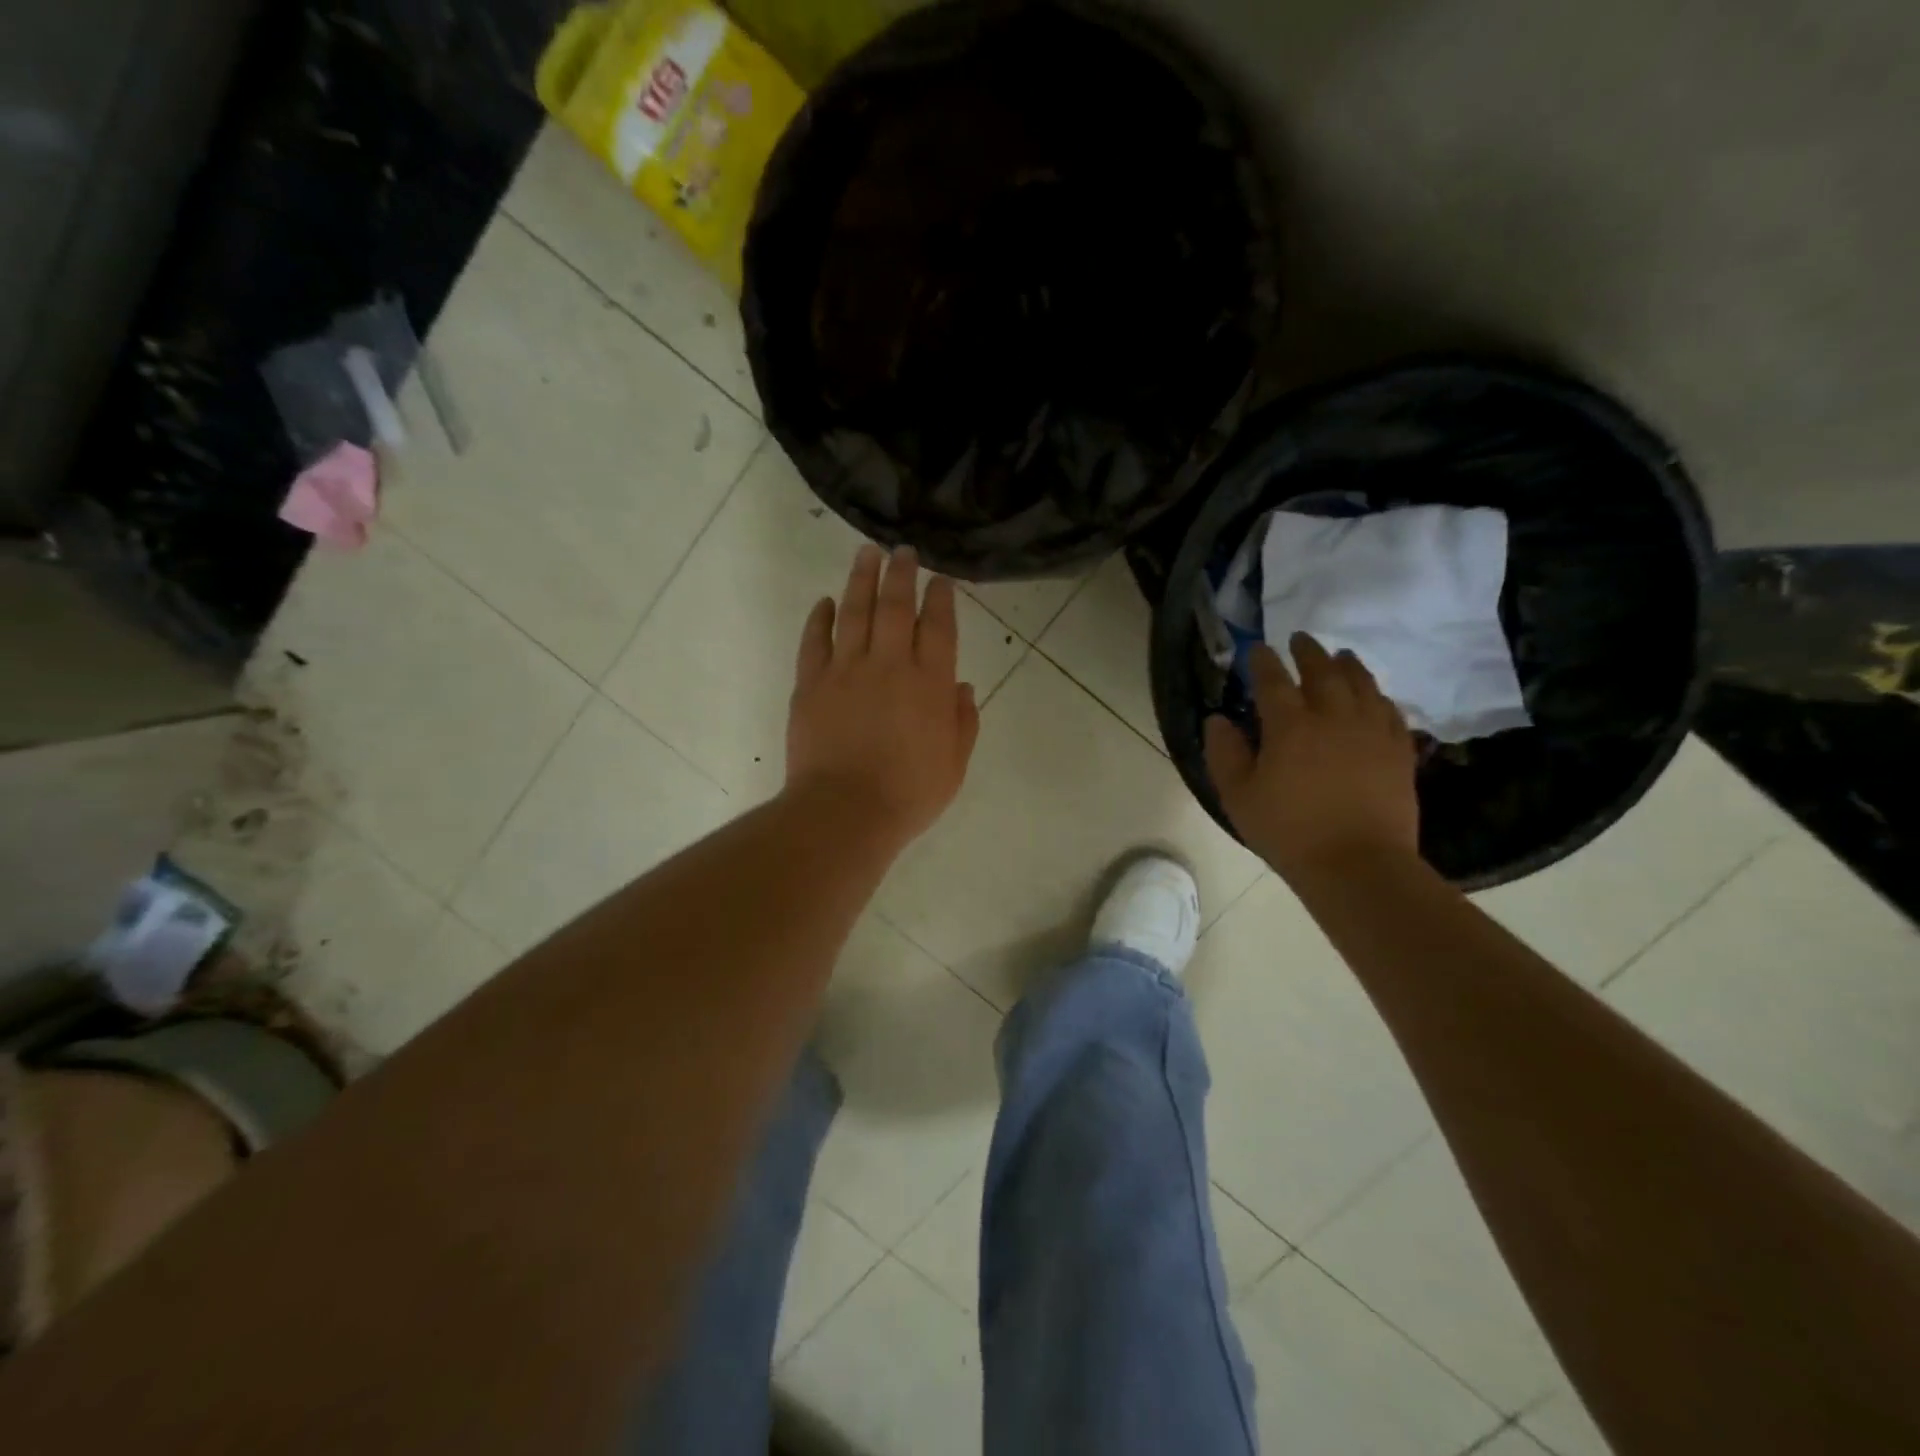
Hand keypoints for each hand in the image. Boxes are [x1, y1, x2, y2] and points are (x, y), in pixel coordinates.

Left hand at [786, 544, 980, 849]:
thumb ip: (962, 722)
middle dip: (901, 573)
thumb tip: (963, 688)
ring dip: (861, 579)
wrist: (845, 811)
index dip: (941, 598)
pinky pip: (815, 641)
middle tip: (903, 550)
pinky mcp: (811, 683)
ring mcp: (846, 670)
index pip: (938, 626)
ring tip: (866, 553)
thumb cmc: (908, 794)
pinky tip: (825, 602)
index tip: (940, 579)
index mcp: (931, 683)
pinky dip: (820, 618)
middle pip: (896, 606)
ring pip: (855, 612)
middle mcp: (890, 665)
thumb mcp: (954, 765)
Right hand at [1204, 634, 1419, 881]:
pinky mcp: (1399, 751)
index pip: (1273, 680)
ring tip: (1342, 655)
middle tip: (1300, 639)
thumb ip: (1224, 753)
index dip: (1262, 661)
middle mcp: (1334, 717)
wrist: (1358, 865)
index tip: (1256, 649)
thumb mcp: (1238, 796)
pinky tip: (1375, 696)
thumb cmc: (1289, 831)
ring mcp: (1372, 732)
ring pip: (1362, 684)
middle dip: (1308, 652)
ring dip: (1348, 665)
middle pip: (1322, 671)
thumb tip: (1217, 720)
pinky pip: (1390, 711)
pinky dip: (1378, 696)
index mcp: (1290, 726)